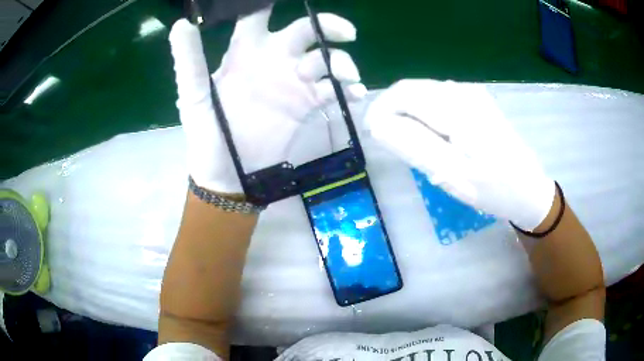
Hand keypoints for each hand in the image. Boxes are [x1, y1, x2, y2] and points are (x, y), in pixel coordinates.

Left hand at [169, 7, 366, 193]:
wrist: (228, 175)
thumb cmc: (207, 135)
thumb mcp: (195, 98)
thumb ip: (189, 62)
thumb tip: (181, 24)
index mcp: (244, 52)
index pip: (257, 16)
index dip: (268, 2)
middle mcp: (272, 60)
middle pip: (306, 30)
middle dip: (328, 26)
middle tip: (346, 33)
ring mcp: (293, 82)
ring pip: (325, 59)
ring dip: (340, 62)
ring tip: (346, 77)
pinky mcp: (307, 105)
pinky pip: (333, 90)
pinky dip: (349, 90)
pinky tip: (355, 95)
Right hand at [365, 79, 554, 230]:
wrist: (529, 189)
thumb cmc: (494, 189)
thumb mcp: (450, 173)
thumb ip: (412, 145)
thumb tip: (378, 124)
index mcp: (458, 108)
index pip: (403, 93)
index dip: (380, 110)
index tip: (374, 136)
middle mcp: (463, 91)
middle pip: (411, 90)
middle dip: (394, 114)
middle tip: (395, 146)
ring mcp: (471, 93)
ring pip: (423, 95)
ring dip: (410, 116)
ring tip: (417, 146)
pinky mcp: (475, 100)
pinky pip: (438, 100)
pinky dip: (426, 116)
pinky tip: (436, 139)